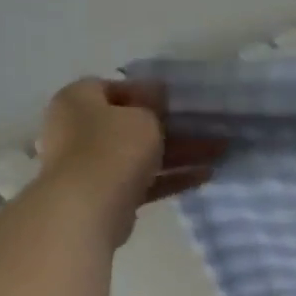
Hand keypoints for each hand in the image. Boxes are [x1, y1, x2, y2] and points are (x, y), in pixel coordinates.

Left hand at [37, 79, 225, 246]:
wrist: (88, 207)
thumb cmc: (113, 147)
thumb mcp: (143, 116)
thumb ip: (152, 104)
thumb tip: (155, 92)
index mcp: (77, 101)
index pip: (112, 87)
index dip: (146, 92)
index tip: (176, 101)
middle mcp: (78, 129)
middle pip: (132, 124)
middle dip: (172, 127)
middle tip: (206, 128)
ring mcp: (91, 164)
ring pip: (143, 154)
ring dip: (180, 153)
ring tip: (218, 152)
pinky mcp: (107, 193)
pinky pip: (144, 180)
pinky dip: (172, 177)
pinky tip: (207, 175)